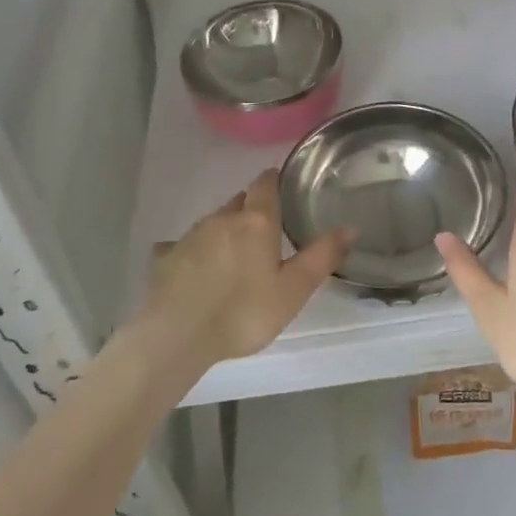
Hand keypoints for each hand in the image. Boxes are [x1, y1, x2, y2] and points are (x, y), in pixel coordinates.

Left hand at [140, 170, 350, 368]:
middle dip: (250, 208)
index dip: (272, 180)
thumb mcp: (293, 290)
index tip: (279, 183)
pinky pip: (181, 246)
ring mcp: (190, 236)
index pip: (264, 185)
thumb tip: (350, 227)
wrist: (177, 336)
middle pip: (238, 202)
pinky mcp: (165, 258)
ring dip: (224, 230)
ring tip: (233, 253)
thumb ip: (321, 257)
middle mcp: (221, 219)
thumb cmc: (243, 312)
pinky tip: (193, 269)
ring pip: (212, 222)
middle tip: (264, 228)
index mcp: (256, 222)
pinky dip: (192, 251)